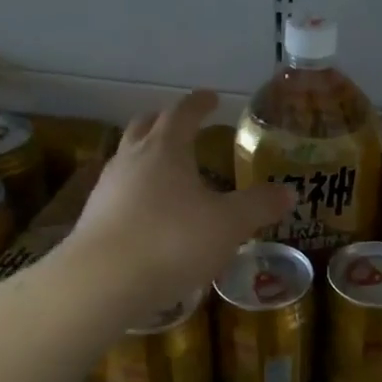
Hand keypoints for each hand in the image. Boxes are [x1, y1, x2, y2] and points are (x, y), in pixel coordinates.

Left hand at [68, 90, 292, 319]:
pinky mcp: (93, 219)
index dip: (199, 103)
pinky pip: (119, 191)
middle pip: (145, 126)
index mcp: (165, 149)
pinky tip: (150, 212)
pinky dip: (137, 190)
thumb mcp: (228, 224)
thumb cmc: (172, 241)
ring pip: (127, 158)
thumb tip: (288, 192)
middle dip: (165, 121)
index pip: (183, 113)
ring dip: (147, 156)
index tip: (212, 99)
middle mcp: (131, 159)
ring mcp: (107, 188)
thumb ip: (259, 206)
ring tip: (169, 171)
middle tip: (185, 126)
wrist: (101, 283)